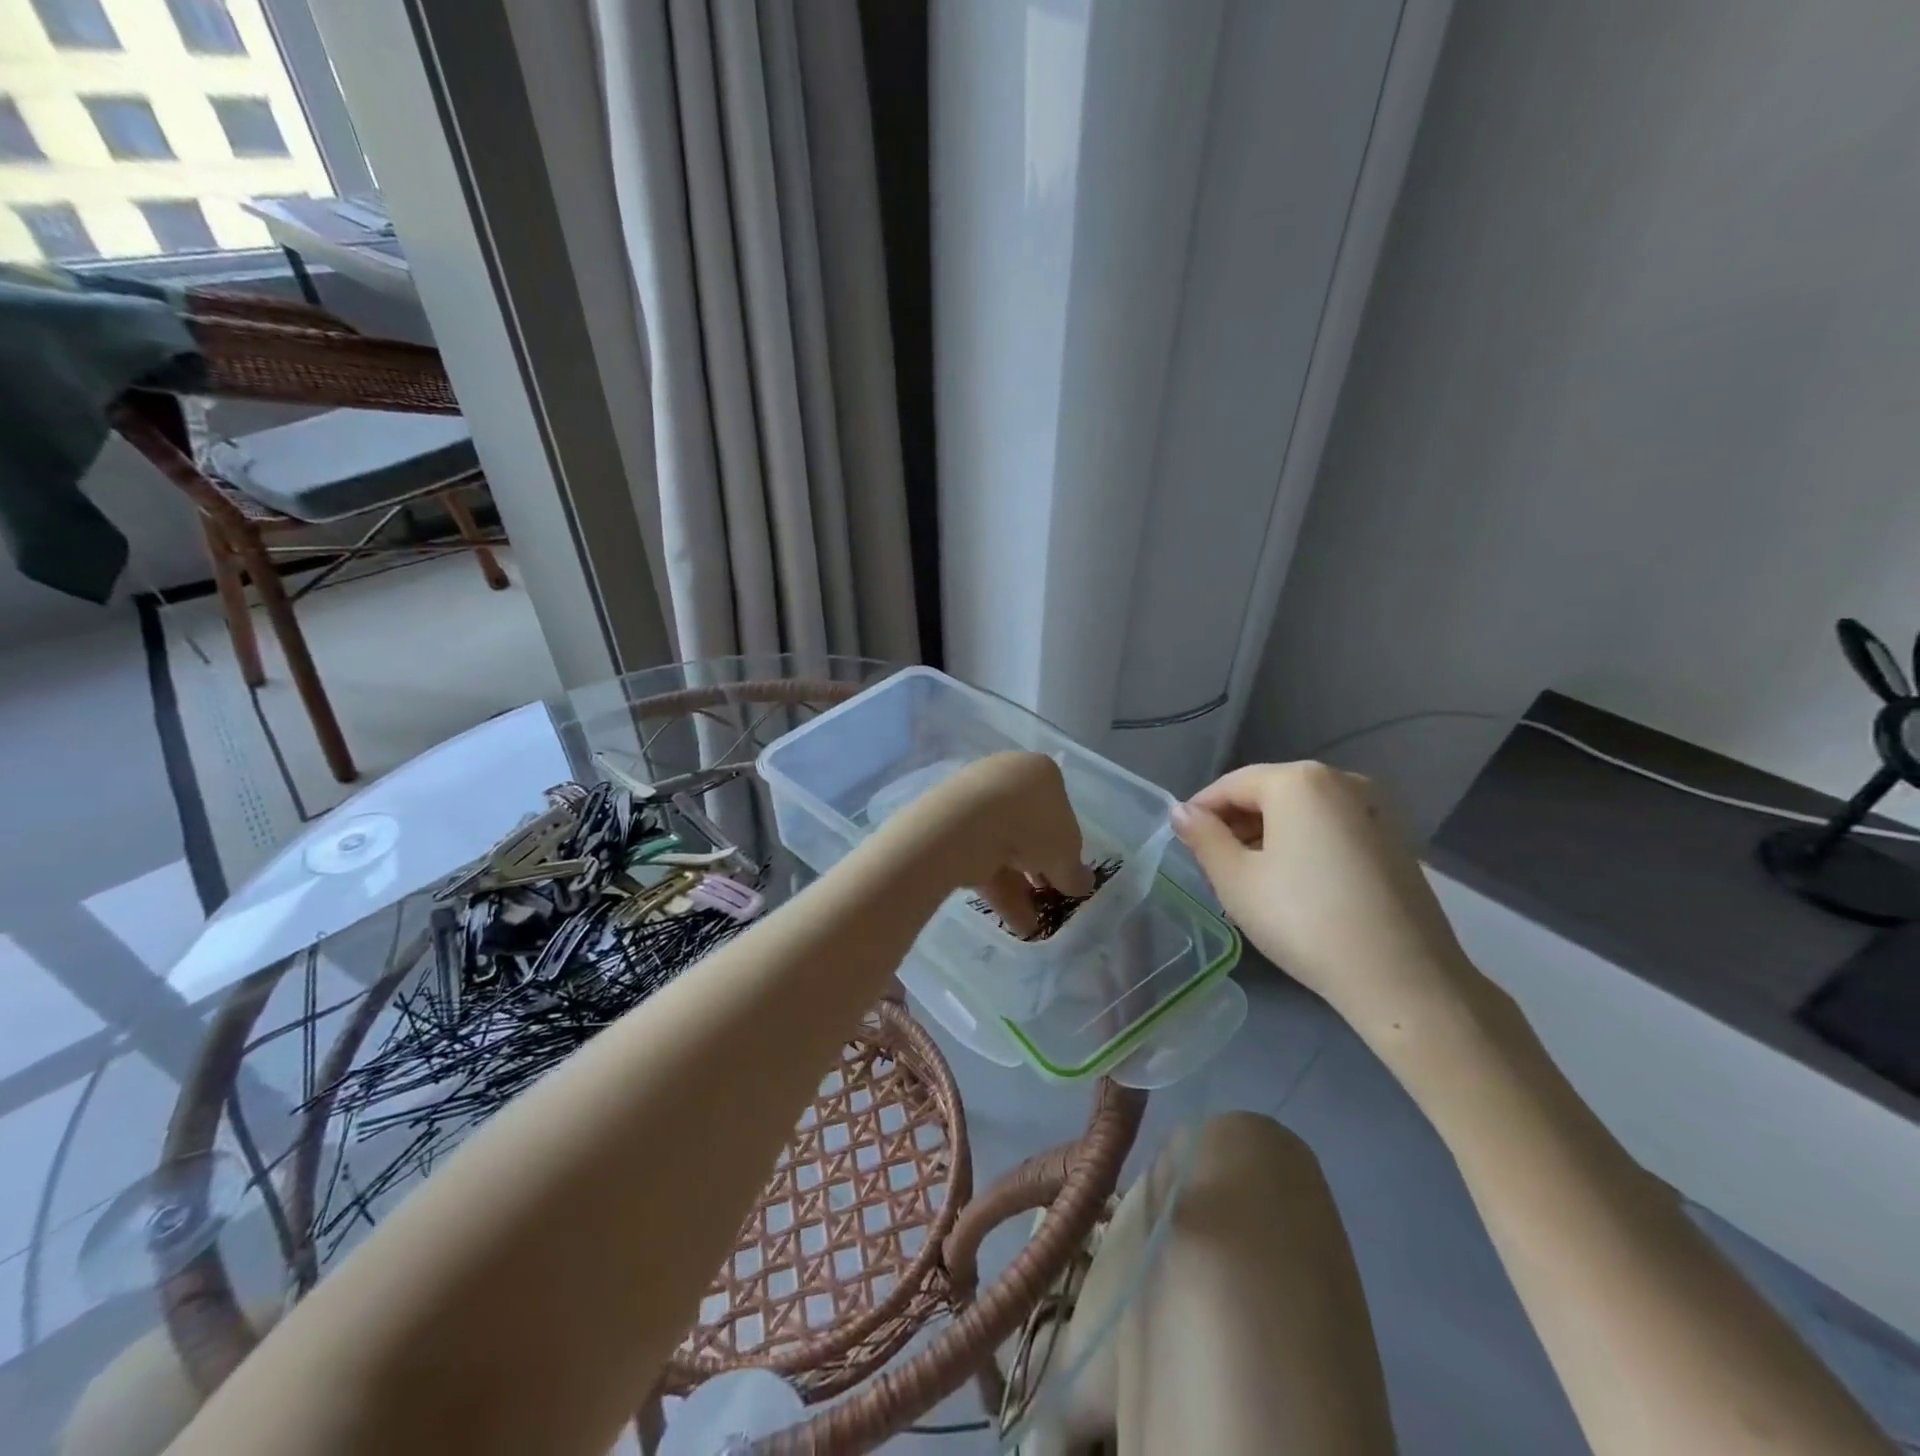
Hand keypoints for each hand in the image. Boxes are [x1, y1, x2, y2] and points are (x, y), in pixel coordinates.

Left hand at [883, 752, 1094, 935]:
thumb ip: (1075, 872)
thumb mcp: (1066, 855)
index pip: (1059, 810)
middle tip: (1046, 898)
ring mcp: (975, 799)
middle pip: (1028, 828)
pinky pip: (979, 856)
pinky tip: (1011, 921)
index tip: (1065, 874)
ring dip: (1018, 888)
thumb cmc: (1032, 826)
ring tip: (1029, 925)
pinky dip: (996, 887)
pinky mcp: (950, 824)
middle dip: (1038, 868)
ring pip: (1002, 846)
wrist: (967, 824)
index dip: (1065, 846)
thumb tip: (1082, 883)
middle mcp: (1007, 777)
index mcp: (1040, 772)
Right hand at [1172, 762, 1476, 1030]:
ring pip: (1301, 812)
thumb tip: (1182, 813)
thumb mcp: (1235, 880)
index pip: (1231, 785)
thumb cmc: (1303, 920)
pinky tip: (1295, 884)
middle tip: (1214, 864)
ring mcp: (1374, 809)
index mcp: (1298, 780)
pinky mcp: (1394, 840)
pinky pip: (1331, 828)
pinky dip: (1303, 844)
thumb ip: (1203, 838)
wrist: (1402, 978)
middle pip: (1269, 793)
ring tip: (1250, 877)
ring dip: (1268, 834)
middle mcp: (1340, 780)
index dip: (1200, 811)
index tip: (1183, 842)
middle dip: (1236, 823)